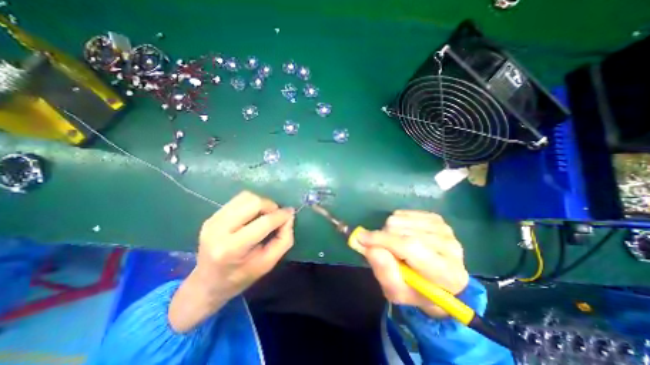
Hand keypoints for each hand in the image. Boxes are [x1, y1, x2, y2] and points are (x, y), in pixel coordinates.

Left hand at [169, 192, 292, 330]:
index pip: (264, 223)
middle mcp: (219, 230)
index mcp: (232, 249)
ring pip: (245, 197)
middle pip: (253, 203)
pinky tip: (253, 214)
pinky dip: (251, 203)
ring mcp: (213, 221)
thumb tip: (289, 217)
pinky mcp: (212, 216)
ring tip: (265, 214)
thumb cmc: (241, 277)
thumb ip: (284, 240)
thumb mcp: (268, 264)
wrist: (207, 283)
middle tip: (276, 215)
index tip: (290, 213)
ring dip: (261, 202)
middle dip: (270, 205)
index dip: (281, 215)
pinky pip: (238, 200)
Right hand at [358, 209, 469, 317]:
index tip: (360, 238)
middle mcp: (449, 246)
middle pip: (402, 230)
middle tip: (385, 250)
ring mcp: (444, 228)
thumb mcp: (398, 292)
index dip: (383, 240)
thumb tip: (369, 247)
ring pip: (400, 218)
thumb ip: (384, 272)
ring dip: (389, 230)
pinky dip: (396, 223)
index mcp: (446, 272)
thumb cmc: (417, 290)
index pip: (410, 247)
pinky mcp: (436, 218)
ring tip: (395, 244)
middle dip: (384, 238)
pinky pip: (403, 212)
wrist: (440, 281)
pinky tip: (403, 234)